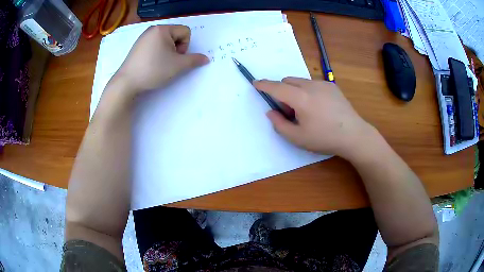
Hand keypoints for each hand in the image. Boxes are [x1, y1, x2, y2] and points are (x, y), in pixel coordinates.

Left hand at [113, 25, 208, 95]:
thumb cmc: (153, 70)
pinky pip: (155, 45)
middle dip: (176, 49)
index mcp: (163, 29)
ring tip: (159, 64)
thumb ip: (194, 60)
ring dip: (168, 52)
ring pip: (165, 41)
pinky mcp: (138, 46)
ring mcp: (143, 37)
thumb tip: (206, 58)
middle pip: (175, 35)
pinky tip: (151, 64)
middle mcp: (153, 29)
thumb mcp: (178, 66)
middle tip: (167, 62)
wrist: (127, 82)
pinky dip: (157, 54)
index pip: (185, 32)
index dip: (185, 46)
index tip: (175, 58)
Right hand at [254, 77, 374, 158]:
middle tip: (290, 110)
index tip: (255, 83)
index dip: (264, 85)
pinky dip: (308, 91)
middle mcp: (310, 85)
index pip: (276, 87)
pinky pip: (313, 84)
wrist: (354, 135)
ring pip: (300, 81)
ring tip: (306, 109)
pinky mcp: (332, 86)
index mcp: (300, 98)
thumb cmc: (324, 138)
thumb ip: (279, 124)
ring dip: (295, 90)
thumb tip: (271, 111)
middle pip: (287, 80)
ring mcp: (323, 84)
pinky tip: (319, 107)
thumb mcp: (297, 138)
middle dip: (282, 91)